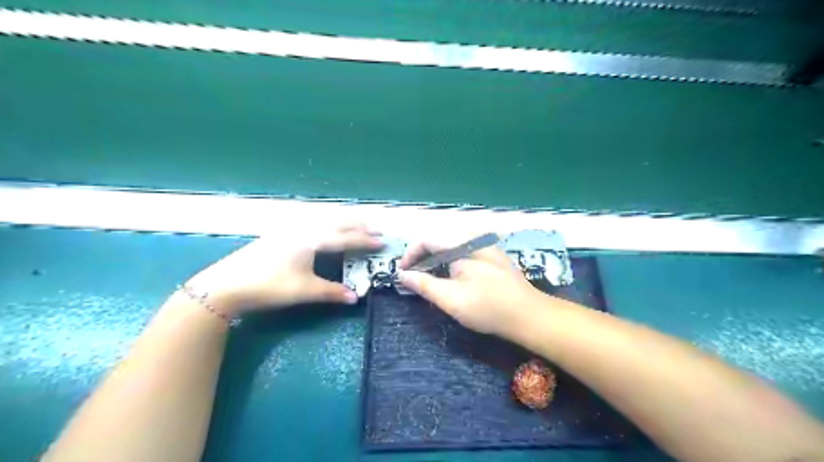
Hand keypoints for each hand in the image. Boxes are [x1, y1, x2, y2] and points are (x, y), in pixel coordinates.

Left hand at [186, 224, 382, 314]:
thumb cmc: (269, 286)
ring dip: (342, 222)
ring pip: (323, 220)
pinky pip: (312, 223)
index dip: (365, 240)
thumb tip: (355, 297)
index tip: (382, 241)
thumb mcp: (304, 291)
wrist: (227, 284)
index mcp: (312, 240)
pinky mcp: (280, 235)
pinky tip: (324, 229)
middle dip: (357, 225)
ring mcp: (290, 230)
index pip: (345, 238)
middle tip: (375, 228)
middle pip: (336, 223)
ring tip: (355, 225)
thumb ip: (332, 292)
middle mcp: (304, 229)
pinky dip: (327, 224)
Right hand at [395, 236, 544, 338]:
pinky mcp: (492, 253)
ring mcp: (486, 244)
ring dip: (435, 255)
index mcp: (463, 244)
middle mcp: (475, 237)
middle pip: (439, 237)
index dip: (411, 254)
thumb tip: (402, 274)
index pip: (428, 239)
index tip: (402, 272)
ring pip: (451, 242)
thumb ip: (424, 284)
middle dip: (422, 254)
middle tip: (413, 275)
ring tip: (427, 274)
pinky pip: (463, 247)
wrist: (530, 315)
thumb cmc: (488, 308)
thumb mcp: (451, 299)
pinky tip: (449, 273)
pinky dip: (449, 257)